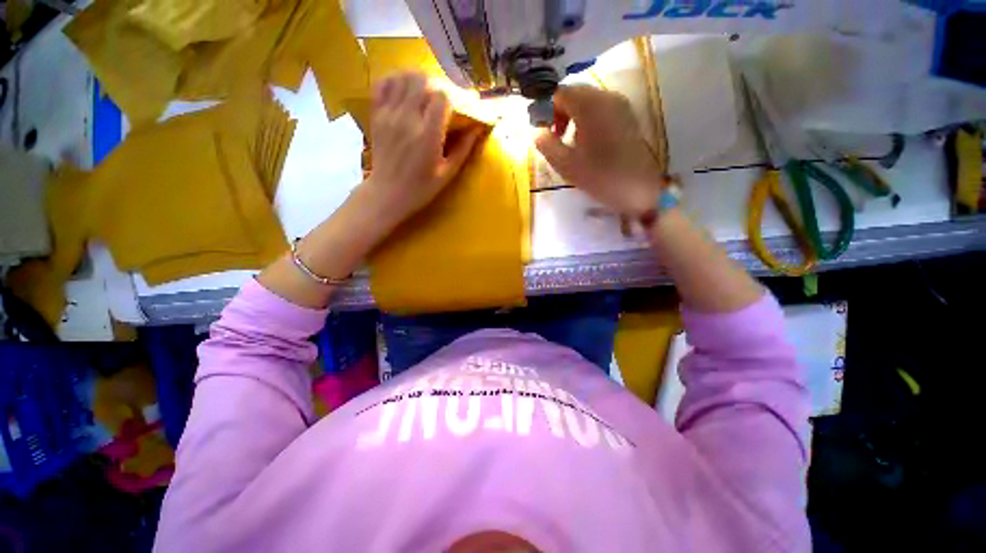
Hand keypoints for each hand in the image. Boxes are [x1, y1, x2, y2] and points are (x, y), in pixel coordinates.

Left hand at [363, 72, 483, 231]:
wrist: (387, 194)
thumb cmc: (421, 189)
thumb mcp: (447, 174)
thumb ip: (462, 150)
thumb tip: (477, 130)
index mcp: (428, 136)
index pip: (442, 97)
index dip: (453, 97)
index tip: (458, 106)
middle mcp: (407, 119)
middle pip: (423, 81)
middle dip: (437, 84)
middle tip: (443, 98)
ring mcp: (389, 115)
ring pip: (403, 77)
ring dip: (418, 79)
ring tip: (426, 91)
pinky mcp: (376, 115)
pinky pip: (383, 84)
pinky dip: (395, 80)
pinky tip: (404, 89)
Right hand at [535, 86, 664, 217]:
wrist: (639, 189)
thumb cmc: (600, 176)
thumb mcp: (566, 165)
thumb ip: (547, 145)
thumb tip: (537, 132)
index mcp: (590, 106)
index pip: (560, 93)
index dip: (548, 111)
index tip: (546, 134)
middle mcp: (606, 97)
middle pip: (575, 93)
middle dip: (560, 113)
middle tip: (557, 139)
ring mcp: (620, 105)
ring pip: (588, 101)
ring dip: (574, 117)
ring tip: (572, 144)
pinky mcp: (627, 116)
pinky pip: (601, 109)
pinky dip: (588, 120)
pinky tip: (588, 143)